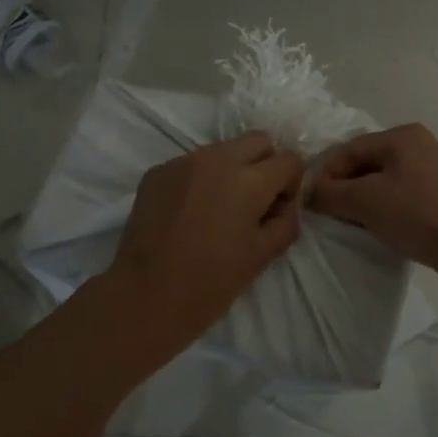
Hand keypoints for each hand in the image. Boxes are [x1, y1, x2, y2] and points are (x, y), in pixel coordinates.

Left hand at [107, 132, 304, 352]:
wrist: (146, 295)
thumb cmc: (211, 282)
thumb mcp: (262, 256)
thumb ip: (285, 222)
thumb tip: (284, 205)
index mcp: (248, 181)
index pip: (289, 159)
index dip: (291, 184)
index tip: (277, 209)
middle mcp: (217, 160)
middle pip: (258, 140)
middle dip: (265, 164)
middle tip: (255, 201)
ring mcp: (183, 162)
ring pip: (222, 150)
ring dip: (231, 170)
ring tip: (219, 209)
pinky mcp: (158, 171)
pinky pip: (191, 164)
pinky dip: (200, 180)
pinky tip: (190, 214)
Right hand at [308, 124, 437, 286]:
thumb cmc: (418, 214)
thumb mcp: (365, 201)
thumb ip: (330, 194)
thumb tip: (309, 194)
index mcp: (401, 136)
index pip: (348, 150)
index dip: (324, 175)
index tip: (309, 202)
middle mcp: (419, 146)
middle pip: (366, 165)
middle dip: (343, 189)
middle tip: (327, 215)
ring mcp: (434, 172)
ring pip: (384, 183)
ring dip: (363, 203)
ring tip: (349, 225)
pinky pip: (402, 199)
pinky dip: (385, 211)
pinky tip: (378, 230)